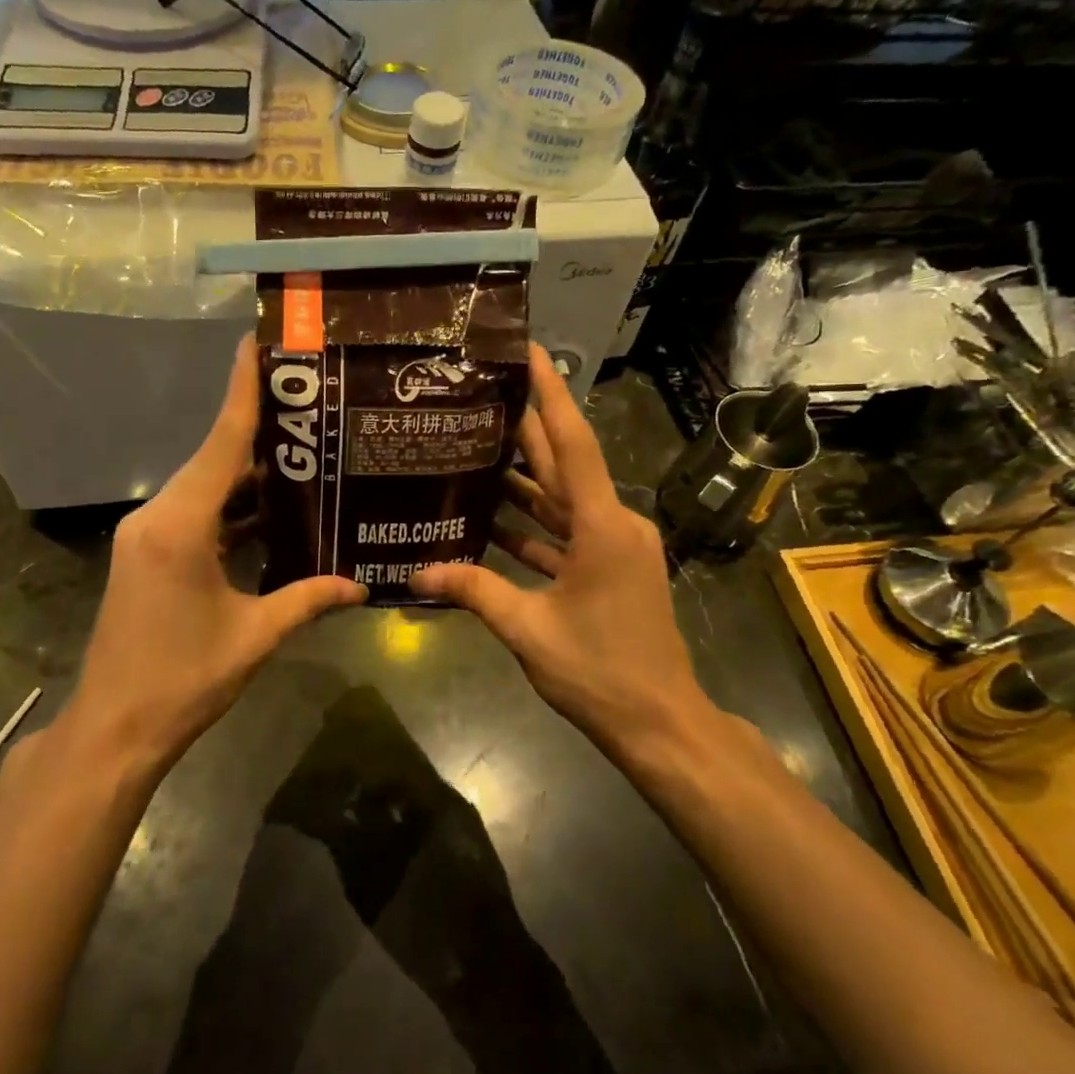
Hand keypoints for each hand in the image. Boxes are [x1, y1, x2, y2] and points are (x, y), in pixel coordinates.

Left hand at [62, 336, 365, 773]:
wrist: (114, 727)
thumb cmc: (182, 680)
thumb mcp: (254, 636)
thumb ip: (308, 599)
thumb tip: (362, 585)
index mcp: (180, 525)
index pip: (221, 442)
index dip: (242, 390)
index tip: (257, 342)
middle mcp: (157, 515)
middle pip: (214, 459)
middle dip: (260, 430)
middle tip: (311, 404)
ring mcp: (147, 534)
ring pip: (206, 487)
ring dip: (248, 474)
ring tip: (303, 451)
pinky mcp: (148, 553)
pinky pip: (196, 513)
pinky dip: (231, 508)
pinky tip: (272, 508)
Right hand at [409, 346, 722, 763]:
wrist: (660, 723)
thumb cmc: (600, 672)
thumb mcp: (529, 630)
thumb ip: (474, 592)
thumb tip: (414, 574)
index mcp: (602, 526)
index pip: (573, 443)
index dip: (551, 393)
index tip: (530, 350)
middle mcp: (613, 524)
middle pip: (565, 464)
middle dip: (525, 428)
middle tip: (482, 393)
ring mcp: (614, 546)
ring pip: (563, 499)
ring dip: (524, 478)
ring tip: (474, 447)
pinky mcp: (608, 568)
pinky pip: (565, 532)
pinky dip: (533, 524)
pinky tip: (491, 515)